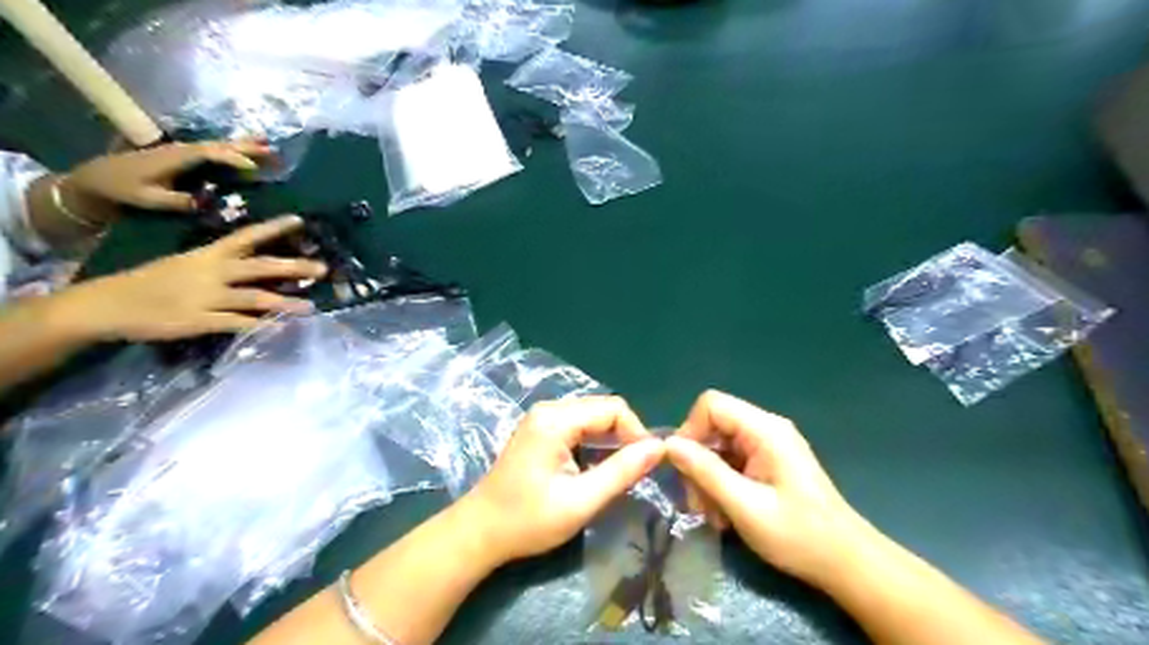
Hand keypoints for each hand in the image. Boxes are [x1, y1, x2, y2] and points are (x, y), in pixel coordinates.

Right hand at [60, 214, 323, 342]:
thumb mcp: (185, 263)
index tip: (300, 220)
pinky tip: (282, 329)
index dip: (273, 228)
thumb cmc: (150, 282)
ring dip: (286, 302)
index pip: (245, 237)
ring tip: (311, 306)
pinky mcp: (200, 321)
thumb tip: (255, 264)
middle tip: (323, 268)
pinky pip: (238, 324)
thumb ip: (219, 263)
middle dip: (294, 267)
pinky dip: (261, 326)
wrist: (107, 303)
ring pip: (255, 297)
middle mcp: (212, 273)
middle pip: (260, 267)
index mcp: (207, 255)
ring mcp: (207, 297)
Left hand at [62, 139, 275, 222]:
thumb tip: (203, 203)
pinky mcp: (185, 157)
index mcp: (174, 158)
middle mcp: (182, 150)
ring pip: (219, 145)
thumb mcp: (147, 199)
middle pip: (219, 145)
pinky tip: (248, 150)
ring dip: (245, 145)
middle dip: (246, 147)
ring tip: (269, 146)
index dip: (231, 159)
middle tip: (273, 151)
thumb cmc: (122, 191)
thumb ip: (175, 201)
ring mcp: (183, 152)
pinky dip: (234, 149)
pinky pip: (215, 151)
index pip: (209, 154)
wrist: (97, 180)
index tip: (253, 168)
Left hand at [457, 396, 665, 566]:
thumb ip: (622, 471)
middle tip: (634, 472)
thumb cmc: (528, 520)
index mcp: (556, 419)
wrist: (479, 532)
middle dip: (625, 436)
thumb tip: (659, 447)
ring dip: (610, 441)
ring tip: (617, 473)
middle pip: (603, 409)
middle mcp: (549, 409)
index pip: (614, 408)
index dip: (636, 432)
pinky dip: (594, 443)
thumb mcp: (581, 501)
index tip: (645, 465)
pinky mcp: (540, 430)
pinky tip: (595, 469)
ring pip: (592, 417)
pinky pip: (579, 426)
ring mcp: (542, 418)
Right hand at [669, 390, 865, 585]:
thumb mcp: (745, 506)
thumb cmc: (799, 535)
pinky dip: (721, 484)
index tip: (683, 468)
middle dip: (697, 461)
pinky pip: (731, 461)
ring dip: (707, 478)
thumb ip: (706, 472)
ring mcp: (768, 446)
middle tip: (697, 503)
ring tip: (712, 515)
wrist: (846, 563)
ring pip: (718, 446)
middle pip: (713, 426)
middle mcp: (766, 429)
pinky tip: (725, 514)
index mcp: (765, 430)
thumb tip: (669, 445)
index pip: (711, 404)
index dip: (690, 430)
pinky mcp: (768, 462)